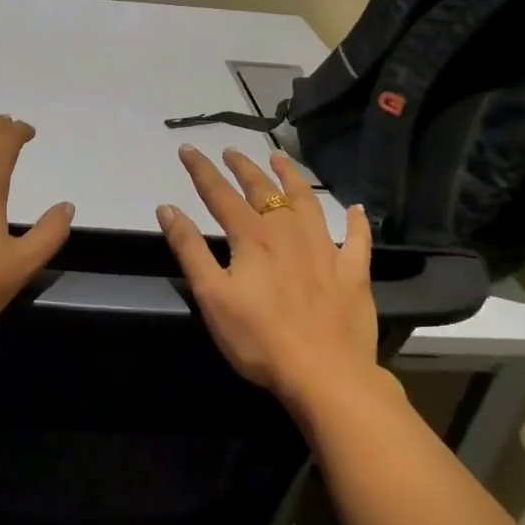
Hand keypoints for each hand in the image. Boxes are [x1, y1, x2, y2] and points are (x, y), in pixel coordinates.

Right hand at [157, 145, 378, 409]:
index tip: (188, 149)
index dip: (201, 170)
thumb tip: (167, 208)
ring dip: (292, 178)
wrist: (325, 374)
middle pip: (263, 190)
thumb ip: (189, 249)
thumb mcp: (212, 295)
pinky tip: (355, 209)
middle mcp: (289, 232)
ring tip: (281, 159)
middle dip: (244, 167)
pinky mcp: (352, 272)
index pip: (220, 194)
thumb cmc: (259, 339)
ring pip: (308, 202)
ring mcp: (325, 249)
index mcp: (253, 237)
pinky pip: (357, 240)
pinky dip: (356, 223)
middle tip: (231, 151)